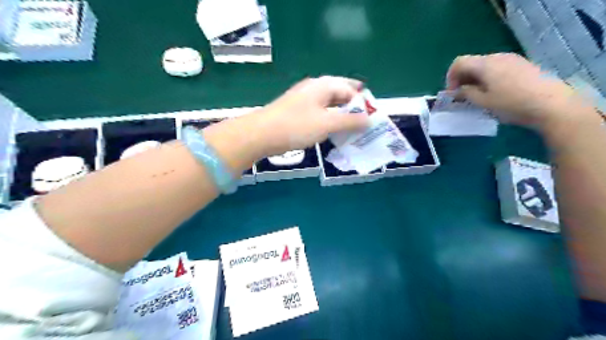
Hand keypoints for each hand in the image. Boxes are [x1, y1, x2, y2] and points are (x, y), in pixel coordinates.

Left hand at [250, 75, 368, 155]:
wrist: (261, 134)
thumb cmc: (296, 126)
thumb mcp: (327, 124)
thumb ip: (350, 121)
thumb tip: (369, 120)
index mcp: (323, 85)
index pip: (350, 89)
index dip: (362, 103)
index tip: (371, 118)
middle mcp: (314, 88)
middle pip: (339, 94)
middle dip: (353, 106)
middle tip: (364, 121)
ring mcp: (304, 100)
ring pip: (329, 104)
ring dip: (341, 114)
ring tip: (351, 128)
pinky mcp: (297, 112)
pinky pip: (319, 113)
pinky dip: (329, 120)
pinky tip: (332, 130)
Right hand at [444, 53, 586, 131]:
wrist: (551, 105)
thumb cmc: (511, 104)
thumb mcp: (483, 102)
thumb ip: (466, 94)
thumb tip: (457, 91)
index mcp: (485, 64)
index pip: (459, 63)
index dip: (450, 77)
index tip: (452, 94)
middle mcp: (497, 57)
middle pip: (472, 63)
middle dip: (463, 79)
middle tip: (462, 97)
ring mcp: (512, 59)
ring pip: (485, 66)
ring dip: (476, 79)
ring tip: (478, 97)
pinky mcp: (523, 65)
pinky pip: (498, 68)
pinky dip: (489, 78)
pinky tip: (495, 93)